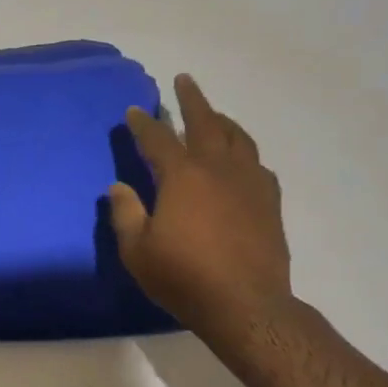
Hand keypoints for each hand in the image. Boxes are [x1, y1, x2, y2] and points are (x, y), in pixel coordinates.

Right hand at [108, 73, 294, 351]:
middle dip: (192, 99)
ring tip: (214, 115)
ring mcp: (249, 183)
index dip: (143, 122)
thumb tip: (118, 187)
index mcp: (182, 177)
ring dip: (222, 121)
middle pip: (205, 122)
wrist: (246, 306)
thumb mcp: (138, 251)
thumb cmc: (184, 278)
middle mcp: (217, 169)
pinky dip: (244, 153)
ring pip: (237, 138)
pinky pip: (257, 165)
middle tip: (184, 80)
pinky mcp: (269, 202)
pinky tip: (241, 161)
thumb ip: (125, 214)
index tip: (135, 110)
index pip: (157, 138)